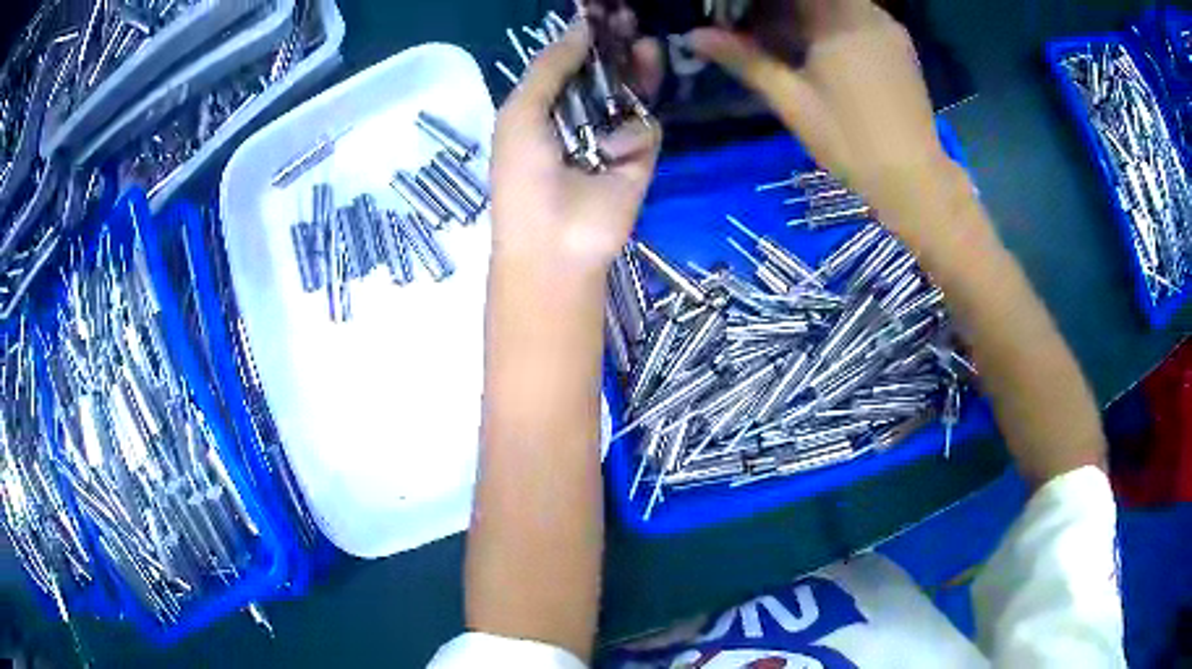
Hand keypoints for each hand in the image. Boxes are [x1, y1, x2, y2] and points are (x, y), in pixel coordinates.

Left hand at [490, 19, 661, 278]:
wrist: (554, 242)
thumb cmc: (523, 176)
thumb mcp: (521, 113)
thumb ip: (548, 67)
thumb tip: (579, 28)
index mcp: (545, 109)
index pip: (570, 64)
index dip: (585, 40)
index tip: (602, 15)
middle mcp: (580, 118)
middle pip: (606, 73)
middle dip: (617, 47)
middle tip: (629, 20)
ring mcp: (612, 137)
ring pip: (633, 93)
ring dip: (639, 69)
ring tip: (645, 46)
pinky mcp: (641, 157)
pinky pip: (646, 126)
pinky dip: (633, 130)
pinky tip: (614, 147)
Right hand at [689, 0, 951, 218]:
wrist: (914, 180)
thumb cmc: (850, 141)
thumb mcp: (790, 100)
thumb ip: (743, 59)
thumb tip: (694, 36)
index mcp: (838, 18)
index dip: (761, 2)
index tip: (739, 14)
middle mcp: (867, 12)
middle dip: (780, 7)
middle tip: (753, 28)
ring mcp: (887, 27)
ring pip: (837, 4)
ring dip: (805, 13)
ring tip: (782, 40)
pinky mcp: (899, 45)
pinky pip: (857, 17)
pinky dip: (831, 23)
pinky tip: (819, 50)